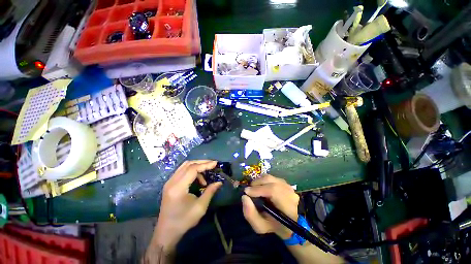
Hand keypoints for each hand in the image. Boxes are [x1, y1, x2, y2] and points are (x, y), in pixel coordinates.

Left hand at [152, 160, 221, 250]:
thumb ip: (210, 191)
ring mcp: (169, 182)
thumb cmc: (184, 221)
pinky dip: (191, 170)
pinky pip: (182, 170)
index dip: (205, 164)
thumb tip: (219, 182)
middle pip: (188, 164)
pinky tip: (198, 178)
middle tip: (212, 164)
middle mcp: (172, 181)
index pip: (193, 169)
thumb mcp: (200, 207)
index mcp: (178, 187)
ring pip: (185, 166)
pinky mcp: (169, 184)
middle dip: (202, 162)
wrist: (166, 231)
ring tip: (206, 172)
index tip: (215, 163)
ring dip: (196, 165)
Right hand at [242, 174, 298, 239]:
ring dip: (259, 181)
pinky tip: (261, 187)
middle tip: (249, 190)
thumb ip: (250, 214)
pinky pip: (271, 177)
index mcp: (287, 206)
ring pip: (270, 178)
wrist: (289, 222)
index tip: (247, 192)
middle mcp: (289, 193)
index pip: (273, 191)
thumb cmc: (274, 226)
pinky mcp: (285, 182)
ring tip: (254, 188)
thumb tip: (244, 197)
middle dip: (256, 183)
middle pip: (270, 181)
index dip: (258, 189)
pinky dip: (263, 180)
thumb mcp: (261, 226)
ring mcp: (288, 186)